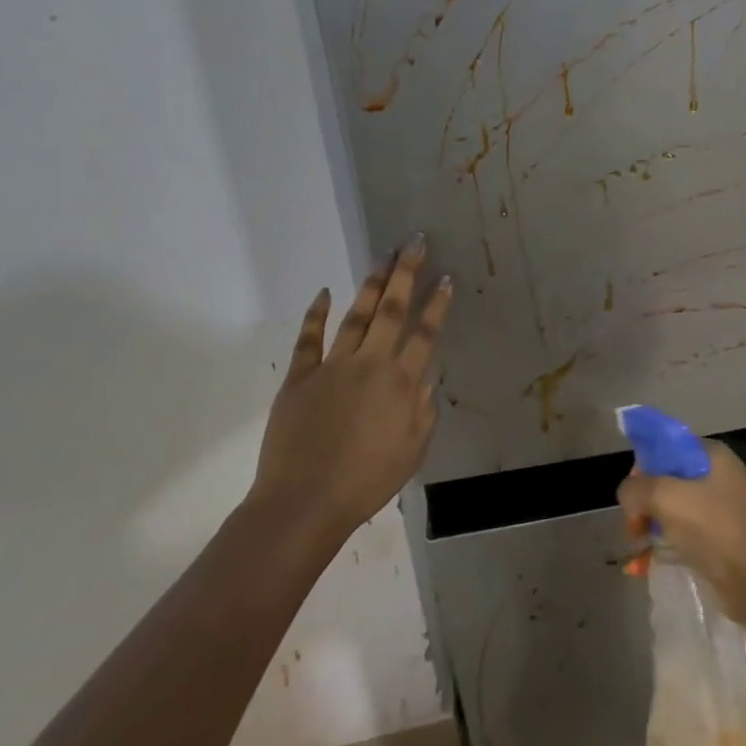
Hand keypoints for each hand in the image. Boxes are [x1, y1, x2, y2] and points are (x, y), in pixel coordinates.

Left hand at [250, 236, 452, 541]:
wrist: (305, 503)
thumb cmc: (367, 482)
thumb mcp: (413, 451)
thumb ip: (423, 410)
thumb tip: (425, 378)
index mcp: (402, 384)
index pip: (425, 333)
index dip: (437, 304)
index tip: (446, 277)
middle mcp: (370, 364)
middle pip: (391, 310)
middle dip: (406, 273)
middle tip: (414, 243)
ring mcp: (332, 367)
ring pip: (356, 315)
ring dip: (371, 284)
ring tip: (383, 256)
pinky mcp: (300, 377)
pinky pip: (309, 338)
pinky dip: (316, 314)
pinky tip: (324, 292)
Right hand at [617, 439, 745, 627]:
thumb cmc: (712, 528)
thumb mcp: (665, 497)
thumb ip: (636, 488)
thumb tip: (629, 497)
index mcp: (711, 455)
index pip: (666, 447)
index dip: (643, 467)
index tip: (633, 493)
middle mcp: (717, 476)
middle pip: (665, 479)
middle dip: (643, 502)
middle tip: (634, 526)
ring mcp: (719, 508)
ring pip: (671, 508)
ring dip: (650, 525)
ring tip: (637, 547)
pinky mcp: (718, 538)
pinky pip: (681, 533)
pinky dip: (662, 544)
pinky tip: (643, 563)